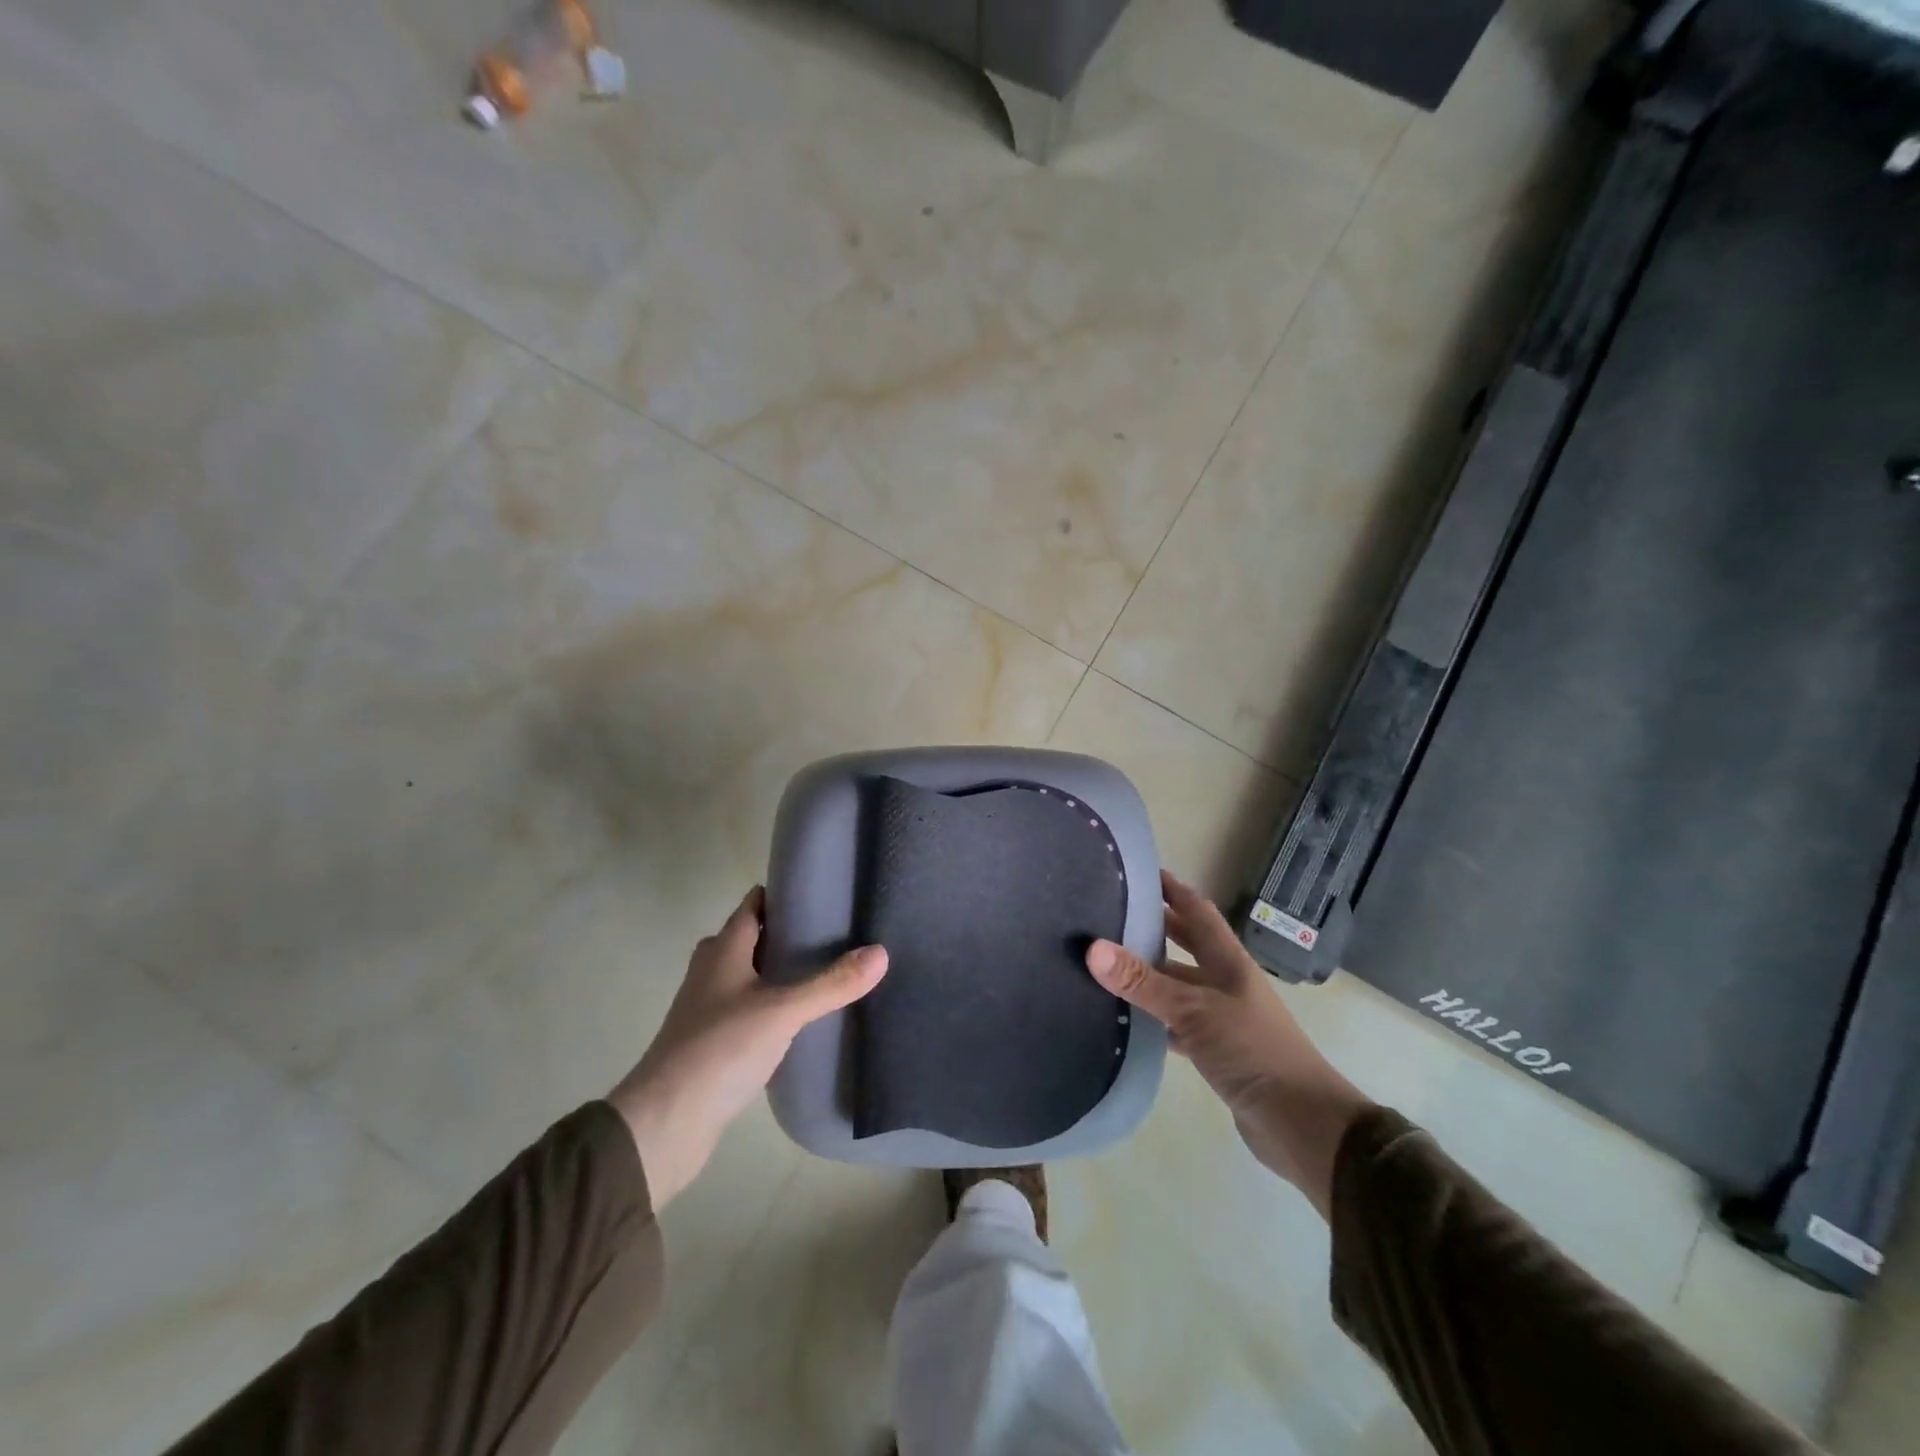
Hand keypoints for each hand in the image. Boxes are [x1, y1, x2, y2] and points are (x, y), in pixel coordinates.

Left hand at [608, 888, 887, 1210]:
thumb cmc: (720, 1048)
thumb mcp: (783, 1011)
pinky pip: (744, 1009)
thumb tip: (881, 952)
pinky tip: (797, 1021)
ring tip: (822, 974)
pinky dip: (769, 1006)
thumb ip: (831, 983)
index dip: (784, 895)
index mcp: (723, 950)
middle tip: (832, 936)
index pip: (753, 904)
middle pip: (750, 938)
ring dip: (776, 972)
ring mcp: (706, 1008)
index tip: (824, 894)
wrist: (665, 1122)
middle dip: (786, 934)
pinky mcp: (710, 1042)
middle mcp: (711, 971)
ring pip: (746, 975)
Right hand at [1086, 871, 1371, 1217]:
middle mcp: (1224, 980)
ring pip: (1177, 984)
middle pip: (1186, 943)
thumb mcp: (1192, 1010)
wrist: (1299, 1122)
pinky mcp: (1214, 1049)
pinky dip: (1151, 1016)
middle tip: (1110, 912)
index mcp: (1227, 960)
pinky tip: (1124, 1018)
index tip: (1136, 870)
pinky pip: (1175, 1022)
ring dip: (1148, 973)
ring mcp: (1221, 1015)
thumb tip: (1092, 948)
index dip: (1171, 888)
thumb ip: (1142, 981)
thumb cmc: (1251, 1050)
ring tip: (1105, 962)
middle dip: (1155, 925)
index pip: (1196, 910)